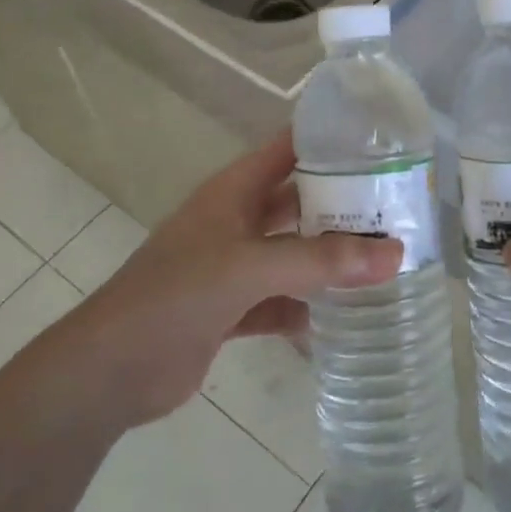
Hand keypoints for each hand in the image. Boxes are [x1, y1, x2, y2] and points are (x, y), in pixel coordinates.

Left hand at [72, 132, 400, 429]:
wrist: (110, 371)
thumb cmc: (175, 296)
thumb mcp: (249, 268)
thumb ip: (320, 260)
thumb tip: (396, 254)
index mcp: (234, 191)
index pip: (288, 149)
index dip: (330, 139)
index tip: (383, 140)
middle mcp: (236, 222)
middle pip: (298, 201)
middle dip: (343, 203)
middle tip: (400, 205)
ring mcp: (233, 267)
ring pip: (294, 253)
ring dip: (330, 257)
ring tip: (387, 257)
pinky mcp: (232, 310)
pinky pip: (282, 300)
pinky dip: (308, 306)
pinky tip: (345, 316)